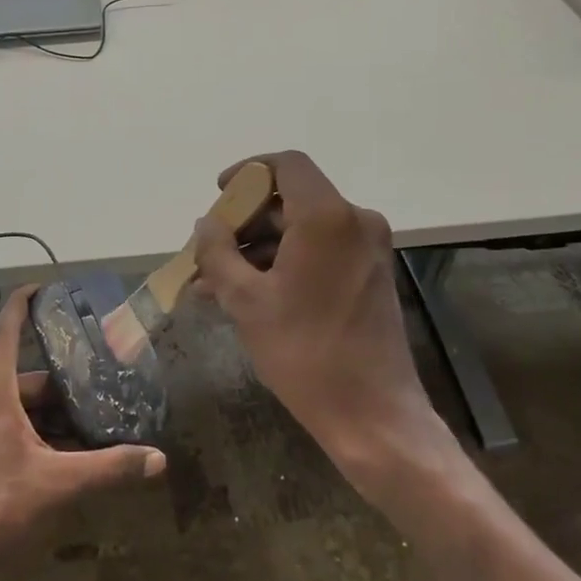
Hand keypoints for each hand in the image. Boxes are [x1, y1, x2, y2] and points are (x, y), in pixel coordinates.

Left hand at [0, 286, 165, 580]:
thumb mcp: (60, 484)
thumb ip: (110, 468)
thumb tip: (157, 459)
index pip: (7, 331)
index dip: (23, 304)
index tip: (44, 287)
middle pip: (23, 376)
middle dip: (60, 383)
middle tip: (96, 385)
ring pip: (14, 403)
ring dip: (47, 412)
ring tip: (86, 424)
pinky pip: (2, 422)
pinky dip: (31, 428)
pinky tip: (59, 452)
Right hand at [192, 151, 438, 485]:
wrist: (374, 416)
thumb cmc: (305, 353)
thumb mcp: (246, 302)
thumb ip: (218, 253)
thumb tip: (205, 225)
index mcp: (327, 217)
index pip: (286, 165)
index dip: (248, 171)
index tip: (219, 195)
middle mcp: (354, 221)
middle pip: (291, 199)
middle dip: (245, 221)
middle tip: (208, 251)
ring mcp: (367, 249)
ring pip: (302, 229)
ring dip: (259, 248)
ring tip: (214, 283)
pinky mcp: (370, 274)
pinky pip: (319, 252)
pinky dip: (284, 263)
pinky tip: (247, 294)